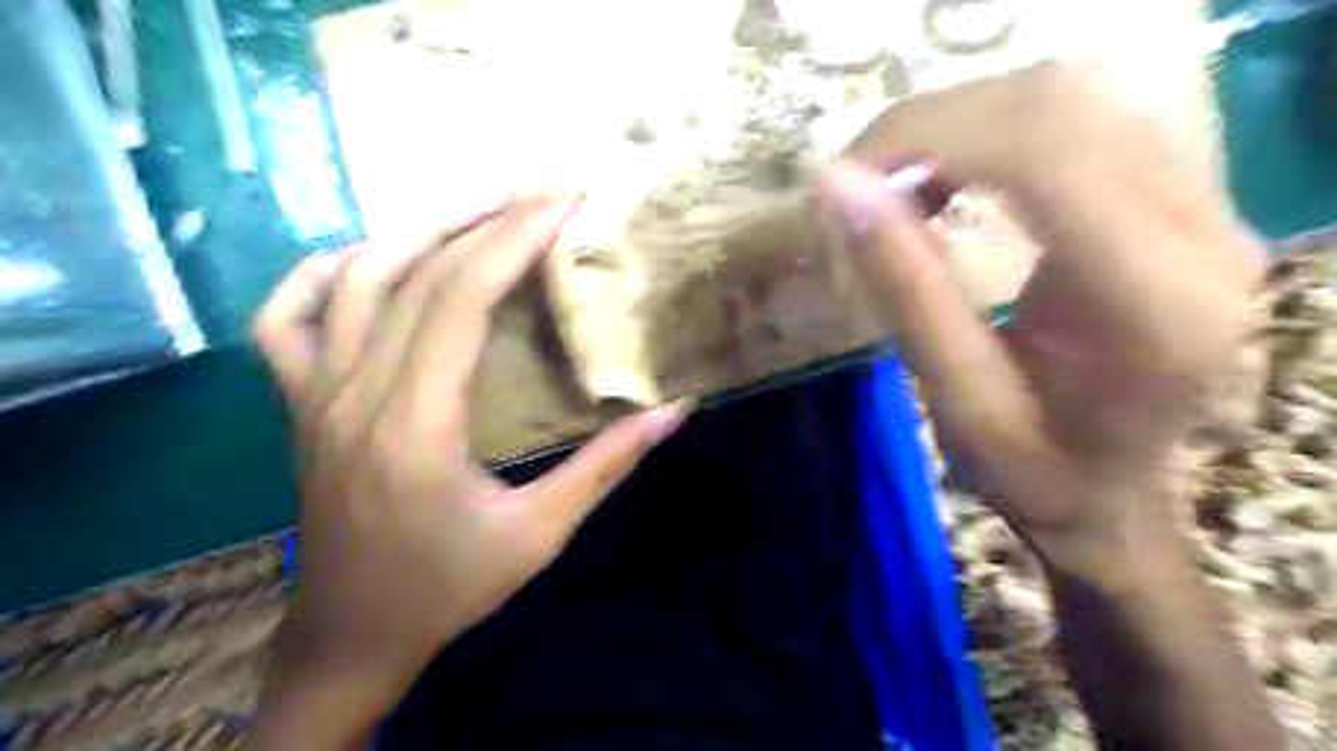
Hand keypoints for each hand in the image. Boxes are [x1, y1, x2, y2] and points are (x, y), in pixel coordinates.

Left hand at [245, 194, 688, 737]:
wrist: (352, 636)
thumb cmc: (449, 587)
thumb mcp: (541, 533)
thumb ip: (607, 466)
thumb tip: (673, 410)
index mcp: (417, 423)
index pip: (462, 297)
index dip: (515, 238)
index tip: (564, 201)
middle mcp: (357, 392)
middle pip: (417, 273)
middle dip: (487, 219)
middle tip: (542, 192)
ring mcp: (315, 393)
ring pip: (354, 278)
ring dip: (419, 230)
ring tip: (480, 209)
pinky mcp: (299, 403)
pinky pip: (286, 317)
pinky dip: (324, 272)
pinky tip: (370, 259)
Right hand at [816, 66, 1267, 577]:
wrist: (1113, 489)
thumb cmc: (1034, 471)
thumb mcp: (956, 403)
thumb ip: (902, 289)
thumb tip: (834, 186)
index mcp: (1154, 307)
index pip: (1048, 156)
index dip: (932, 140)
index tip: (845, 178)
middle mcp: (1205, 235)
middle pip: (1063, 105)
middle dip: (936, 126)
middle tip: (860, 181)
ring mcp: (1207, 206)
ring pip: (1072, 97)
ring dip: (961, 124)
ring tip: (897, 182)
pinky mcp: (1181, 198)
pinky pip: (1080, 120)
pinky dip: (991, 133)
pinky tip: (947, 178)